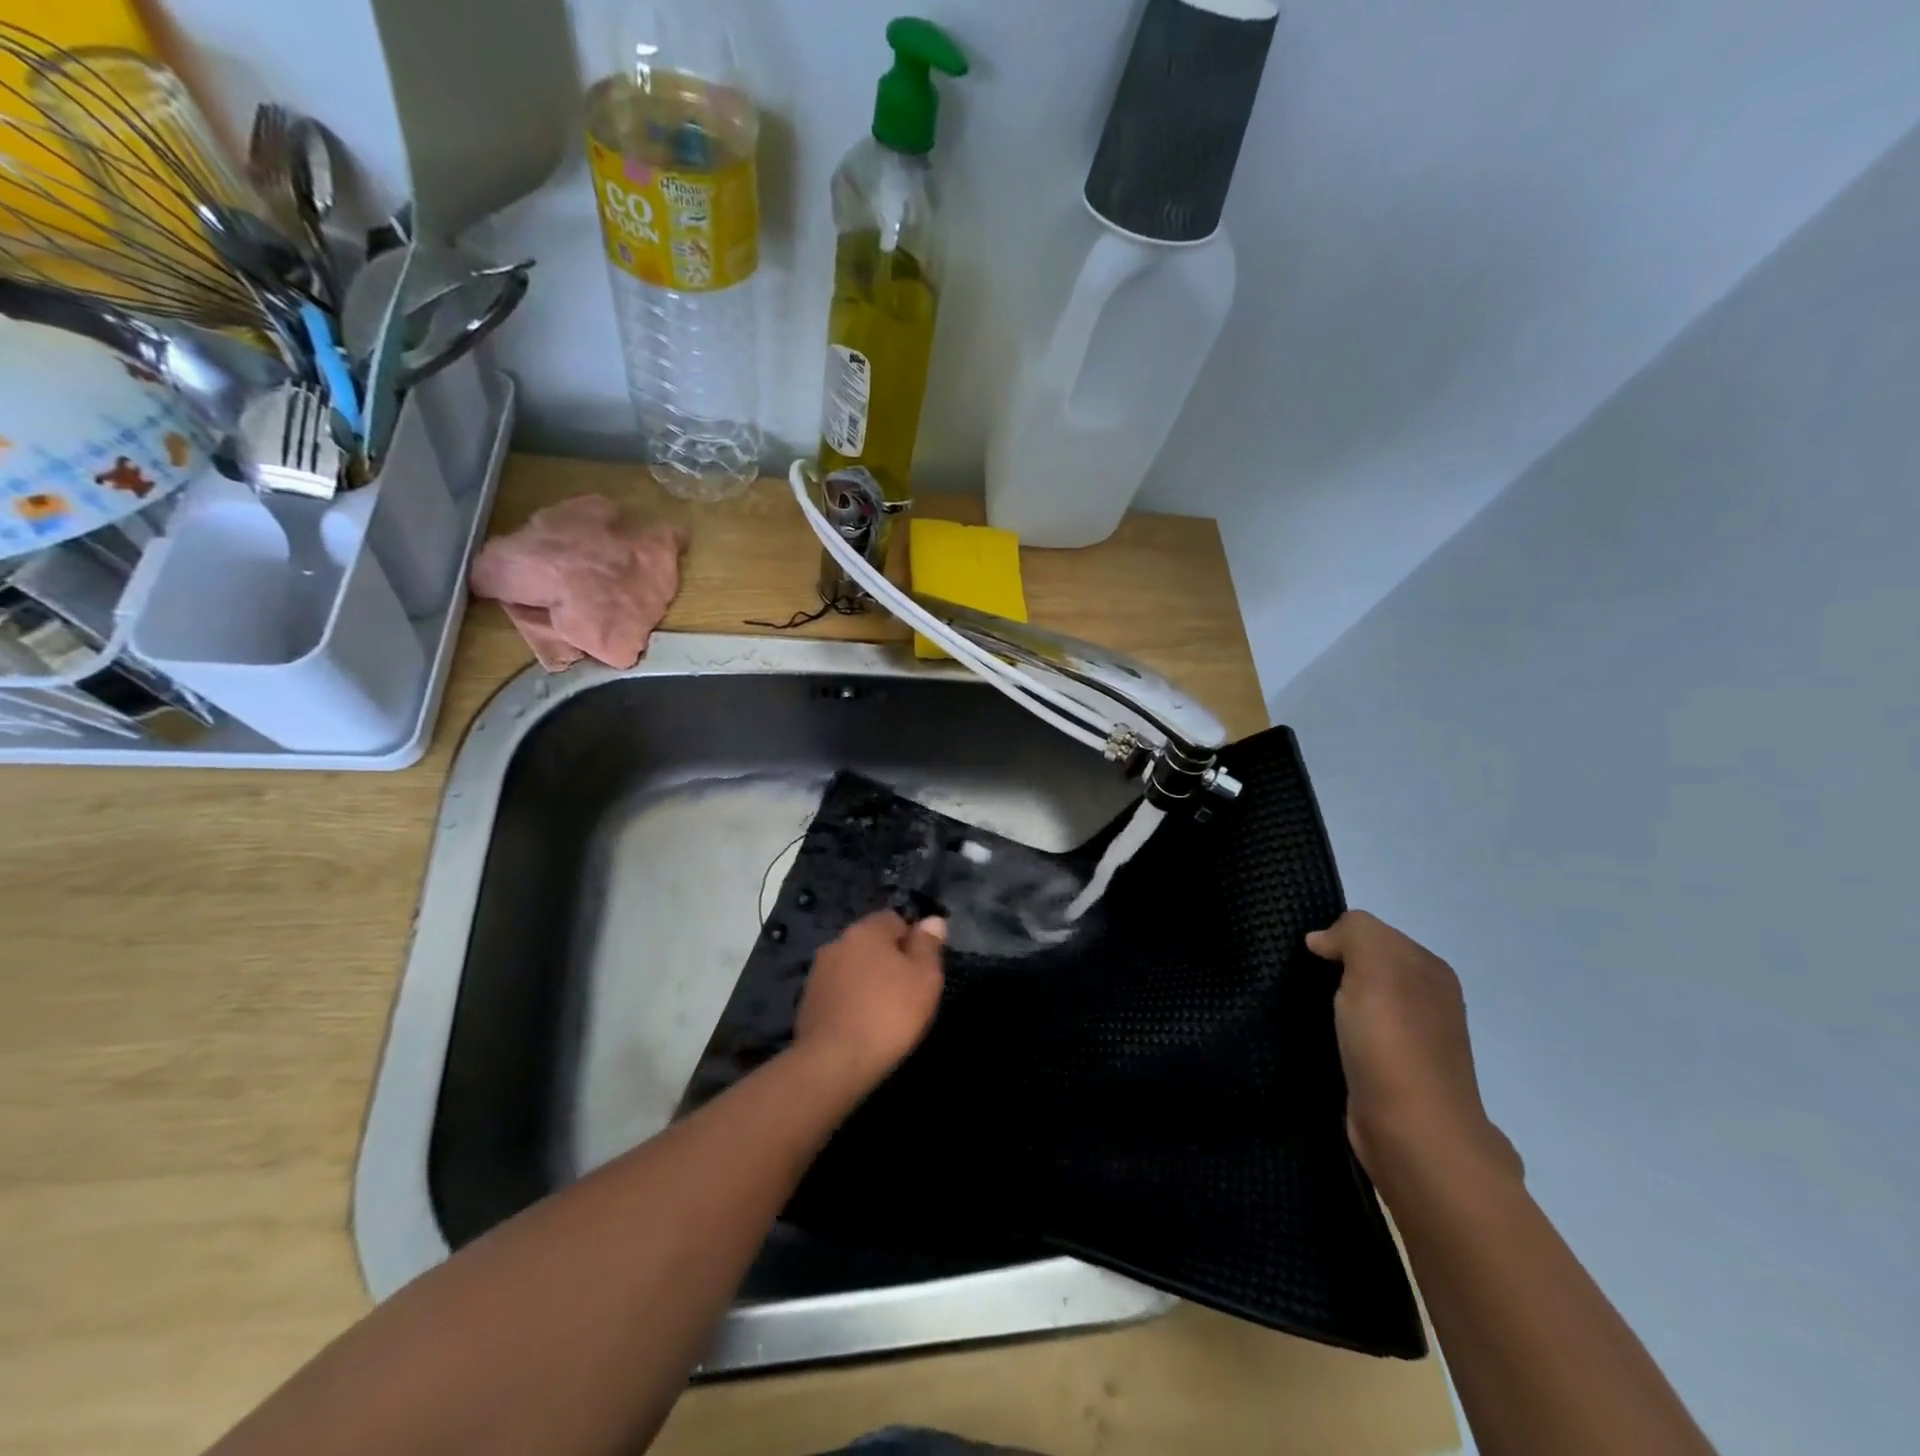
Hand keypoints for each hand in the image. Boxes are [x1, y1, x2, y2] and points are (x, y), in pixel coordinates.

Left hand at [792, 911, 946, 1097]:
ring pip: (853, 967)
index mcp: (866, 930)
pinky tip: (861, 1024)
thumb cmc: (888, 1014)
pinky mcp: (808, 1001)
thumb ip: (928, 945)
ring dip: (867, 980)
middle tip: (907, 991)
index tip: (922, 968)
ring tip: (884, 1011)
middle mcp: (837, 942)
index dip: (912, 939)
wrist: (833, 1062)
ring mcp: (818, 972)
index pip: (894, 919)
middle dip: (888, 960)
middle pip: (871, 943)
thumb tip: (933, 920)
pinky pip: (838, 991)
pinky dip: (850, 1000)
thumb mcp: (924, 978)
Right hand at [1307, 911, 1521, 1189]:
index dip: (1338, 938)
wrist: (1412, 1134)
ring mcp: (1414, 1040)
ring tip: (1302, 1007)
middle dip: (1334, 969)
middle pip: (1367, 966)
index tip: (1308, 957)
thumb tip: (1322, 941)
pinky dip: (1337, 1032)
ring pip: (1361, 1001)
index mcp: (1430, 970)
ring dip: (1333, 1002)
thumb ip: (1353, 933)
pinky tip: (1319, 1039)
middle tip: (1298, 979)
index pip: (1372, 933)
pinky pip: (1358, 1034)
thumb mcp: (1374, 964)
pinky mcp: (1393, 1073)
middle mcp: (1429, 1000)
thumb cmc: (1392, 1041)